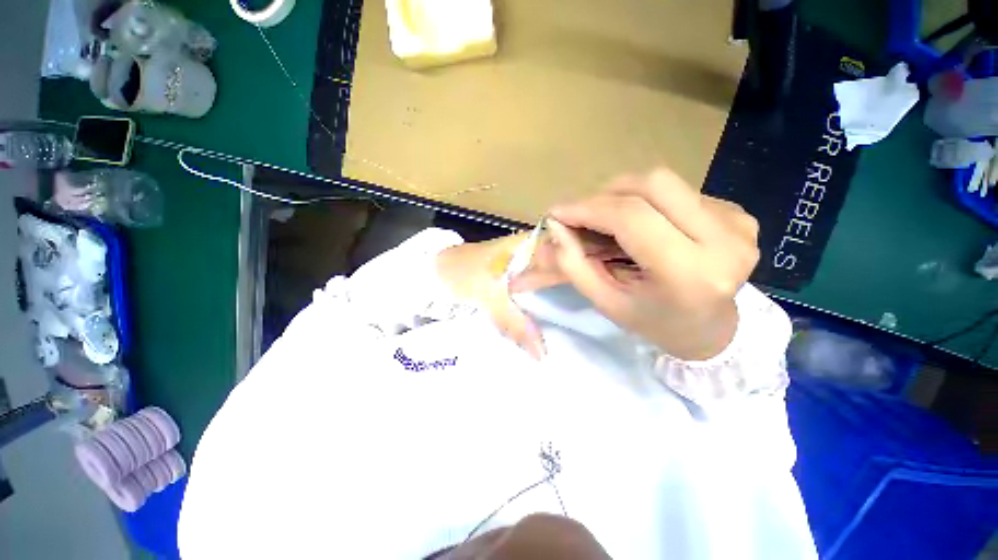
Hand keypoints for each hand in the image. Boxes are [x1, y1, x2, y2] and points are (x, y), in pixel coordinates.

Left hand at [436, 228, 635, 359]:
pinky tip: (584, 283)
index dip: (598, 255)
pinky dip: (566, 274)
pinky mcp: (524, 263)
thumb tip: (544, 356)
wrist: (440, 269)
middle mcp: (536, 245)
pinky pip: (551, 266)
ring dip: (585, 267)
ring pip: (564, 257)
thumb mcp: (489, 300)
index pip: (573, 246)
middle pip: (573, 249)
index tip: (626, 270)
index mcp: (531, 246)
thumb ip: (516, 326)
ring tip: (617, 282)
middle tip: (629, 281)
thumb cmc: (464, 277)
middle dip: (598, 261)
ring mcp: (531, 253)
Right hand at [536, 168, 758, 359]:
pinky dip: (649, 202)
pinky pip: (680, 192)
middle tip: (584, 214)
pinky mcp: (739, 214)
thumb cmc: (654, 322)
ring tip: (610, 222)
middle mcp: (724, 242)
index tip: (558, 212)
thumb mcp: (606, 302)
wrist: (710, 330)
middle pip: (653, 186)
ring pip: (666, 183)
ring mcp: (737, 224)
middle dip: (606, 194)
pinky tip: (646, 226)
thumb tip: (556, 226)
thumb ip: (575, 265)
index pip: (632, 218)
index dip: (588, 209)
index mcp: (690, 274)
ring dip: (626, 196)